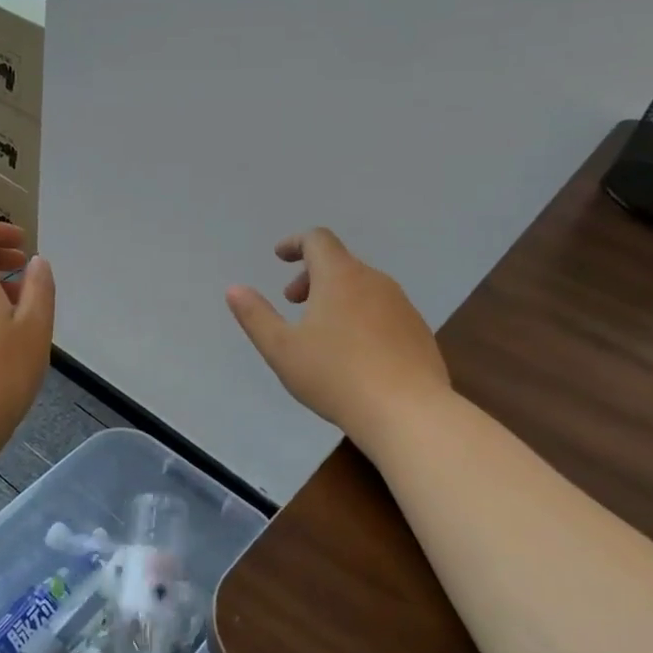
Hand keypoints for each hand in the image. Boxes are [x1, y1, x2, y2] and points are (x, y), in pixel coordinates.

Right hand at [226, 228, 451, 451]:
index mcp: (340, 277)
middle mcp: (375, 281)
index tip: (279, 258)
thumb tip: (235, 289)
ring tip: (321, 332)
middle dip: (311, 276)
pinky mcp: (417, 331)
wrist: (407, 412)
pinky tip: (354, 354)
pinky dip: (360, 316)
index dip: (295, 243)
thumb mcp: (282, 349)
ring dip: (336, 297)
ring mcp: (402, 305)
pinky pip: (382, 310)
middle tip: (292, 303)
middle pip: (340, 263)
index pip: (318, 239)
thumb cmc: (335, 376)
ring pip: (362, 287)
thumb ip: (256, 316)